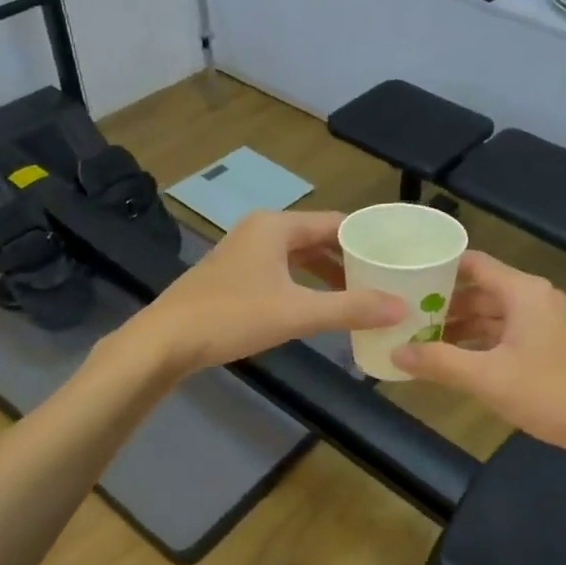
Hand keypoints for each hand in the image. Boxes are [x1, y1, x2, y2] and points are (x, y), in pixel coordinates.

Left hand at [133, 211, 403, 373]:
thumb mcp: (297, 312)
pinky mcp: (236, 275)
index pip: (336, 222)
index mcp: (277, 226)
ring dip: (329, 273)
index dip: (368, 239)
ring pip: (300, 256)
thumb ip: (350, 308)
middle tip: (387, 278)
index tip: (398, 256)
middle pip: (319, 237)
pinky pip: (284, 271)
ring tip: (363, 294)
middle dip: (351, 258)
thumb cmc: (232, 316)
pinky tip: (322, 306)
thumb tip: (401, 307)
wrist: (164, 342)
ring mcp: (246, 252)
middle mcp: (262, 230)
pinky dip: (307, 284)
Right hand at [391, 251, 565, 462]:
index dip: (439, 269)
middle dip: (446, 305)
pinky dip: (484, 343)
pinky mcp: (554, 345)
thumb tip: (395, 353)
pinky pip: (510, 333)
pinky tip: (461, 362)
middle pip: (482, 290)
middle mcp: (536, 298)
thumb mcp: (488, 379)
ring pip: (496, 314)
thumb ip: (439, 363)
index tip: (406, 279)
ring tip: (425, 342)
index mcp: (522, 291)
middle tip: (407, 318)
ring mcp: (548, 322)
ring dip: (464, 327)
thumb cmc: (551, 393)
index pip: (473, 264)